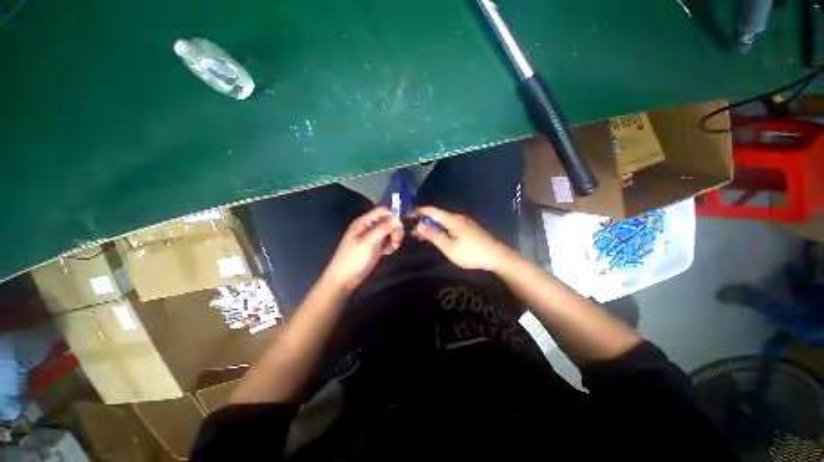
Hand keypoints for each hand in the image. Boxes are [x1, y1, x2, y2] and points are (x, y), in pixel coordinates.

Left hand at [324, 207, 403, 292]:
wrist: (344, 280)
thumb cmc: (354, 259)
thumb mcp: (369, 242)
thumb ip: (383, 228)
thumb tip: (398, 218)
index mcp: (364, 222)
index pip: (382, 211)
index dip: (392, 216)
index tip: (399, 227)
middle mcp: (369, 227)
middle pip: (388, 221)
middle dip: (395, 229)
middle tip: (396, 240)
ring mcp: (373, 237)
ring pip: (390, 231)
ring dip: (394, 238)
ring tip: (392, 247)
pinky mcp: (376, 247)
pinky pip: (388, 241)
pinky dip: (391, 245)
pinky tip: (388, 252)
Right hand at [411, 206, 511, 271]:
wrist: (496, 257)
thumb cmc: (471, 253)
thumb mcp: (449, 247)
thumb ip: (433, 235)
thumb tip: (418, 225)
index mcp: (452, 219)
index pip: (431, 210)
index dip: (418, 211)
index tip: (406, 216)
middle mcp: (457, 217)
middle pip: (437, 214)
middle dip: (423, 219)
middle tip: (412, 229)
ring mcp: (464, 221)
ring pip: (443, 220)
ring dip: (431, 224)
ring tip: (420, 233)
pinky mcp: (467, 227)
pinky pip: (449, 224)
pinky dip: (439, 227)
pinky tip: (436, 235)